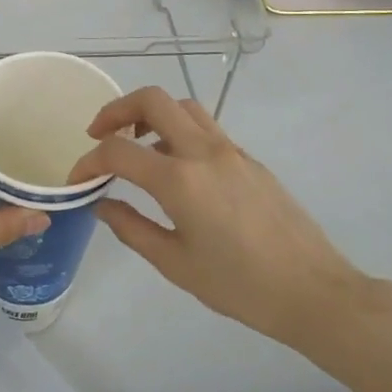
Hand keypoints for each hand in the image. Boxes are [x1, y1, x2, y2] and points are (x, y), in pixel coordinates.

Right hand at [67, 87, 362, 351]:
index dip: (88, 161)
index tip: (77, 179)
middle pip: (152, 99)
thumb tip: (101, 203)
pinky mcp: (249, 158)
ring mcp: (230, 150)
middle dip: (116, 109)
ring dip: (151, 114)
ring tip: (137, 143)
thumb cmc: (240, 286)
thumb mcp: (175, 264)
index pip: (118, 151)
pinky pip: (204, 127)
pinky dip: (178, 131)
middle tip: (99, 134)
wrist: (314, 292)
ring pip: (182, 106)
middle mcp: (203, 151)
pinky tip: (175, 167)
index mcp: (180, 179)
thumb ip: (131, 228)